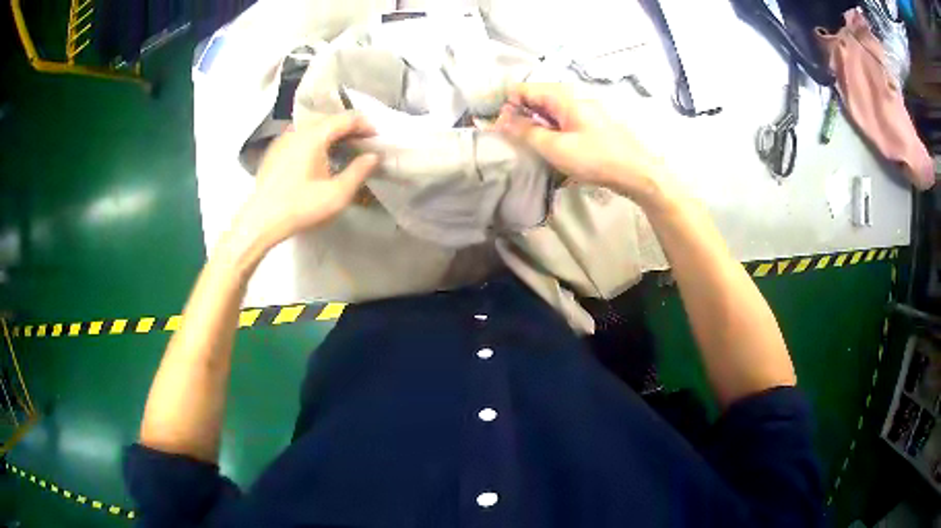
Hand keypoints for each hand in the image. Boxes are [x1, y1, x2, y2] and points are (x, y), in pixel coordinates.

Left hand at [226, 114, 379, 261]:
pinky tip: (317, 156)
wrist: (261, 221)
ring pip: (312, 125)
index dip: (365, 125)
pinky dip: (314, 138)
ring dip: (330, 131)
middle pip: (329, 117)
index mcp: (314, 136)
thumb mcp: (337, 194)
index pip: (346, 118)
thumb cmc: (300, 207)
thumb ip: (359, 171)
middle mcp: (298, 130)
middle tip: (361, 141)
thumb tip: (373, 156)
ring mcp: (283, 139)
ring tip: (341, 147)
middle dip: (348, 126)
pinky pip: (299, 135)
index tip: (376, 137)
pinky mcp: (274, 150)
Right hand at [495, 83, 673, 208]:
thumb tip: (501, 120)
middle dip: (519, 117)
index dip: (507, 106)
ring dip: (534, 127)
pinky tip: (550, 150)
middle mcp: (571, 97)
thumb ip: (526, 132)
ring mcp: (581, 110)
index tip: (500, 129)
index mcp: (562, 96)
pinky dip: (550, 132)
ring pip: (547, 112)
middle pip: (534, 99)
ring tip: (531, 149)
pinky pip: (560, 122)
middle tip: (513, 142)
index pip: (522, 89)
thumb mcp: (555, 147)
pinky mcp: (587, 124)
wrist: (636, 172)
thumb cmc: (596, 158)